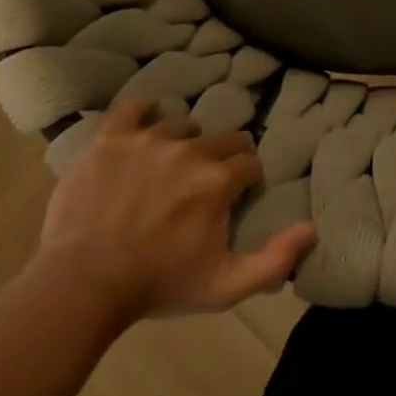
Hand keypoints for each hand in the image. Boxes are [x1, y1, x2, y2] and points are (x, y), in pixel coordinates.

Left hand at [34, 100, 315, 326]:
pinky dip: (142, 112)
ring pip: (181, 123)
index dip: (246, 180)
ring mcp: (148, 139)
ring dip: (184, 140)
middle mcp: (190, 149)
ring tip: (170, 163)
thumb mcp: (225, 287)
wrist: (83, 284)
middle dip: (223, 156)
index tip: (235, 197)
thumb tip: (312, 228)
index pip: (249, 163)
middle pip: (223, 137)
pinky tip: (144, 124)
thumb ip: (275, 260)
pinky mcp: (111, 138)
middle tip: (205, 182)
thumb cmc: (158, 286)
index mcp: (218, 180)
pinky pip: (133, 108)